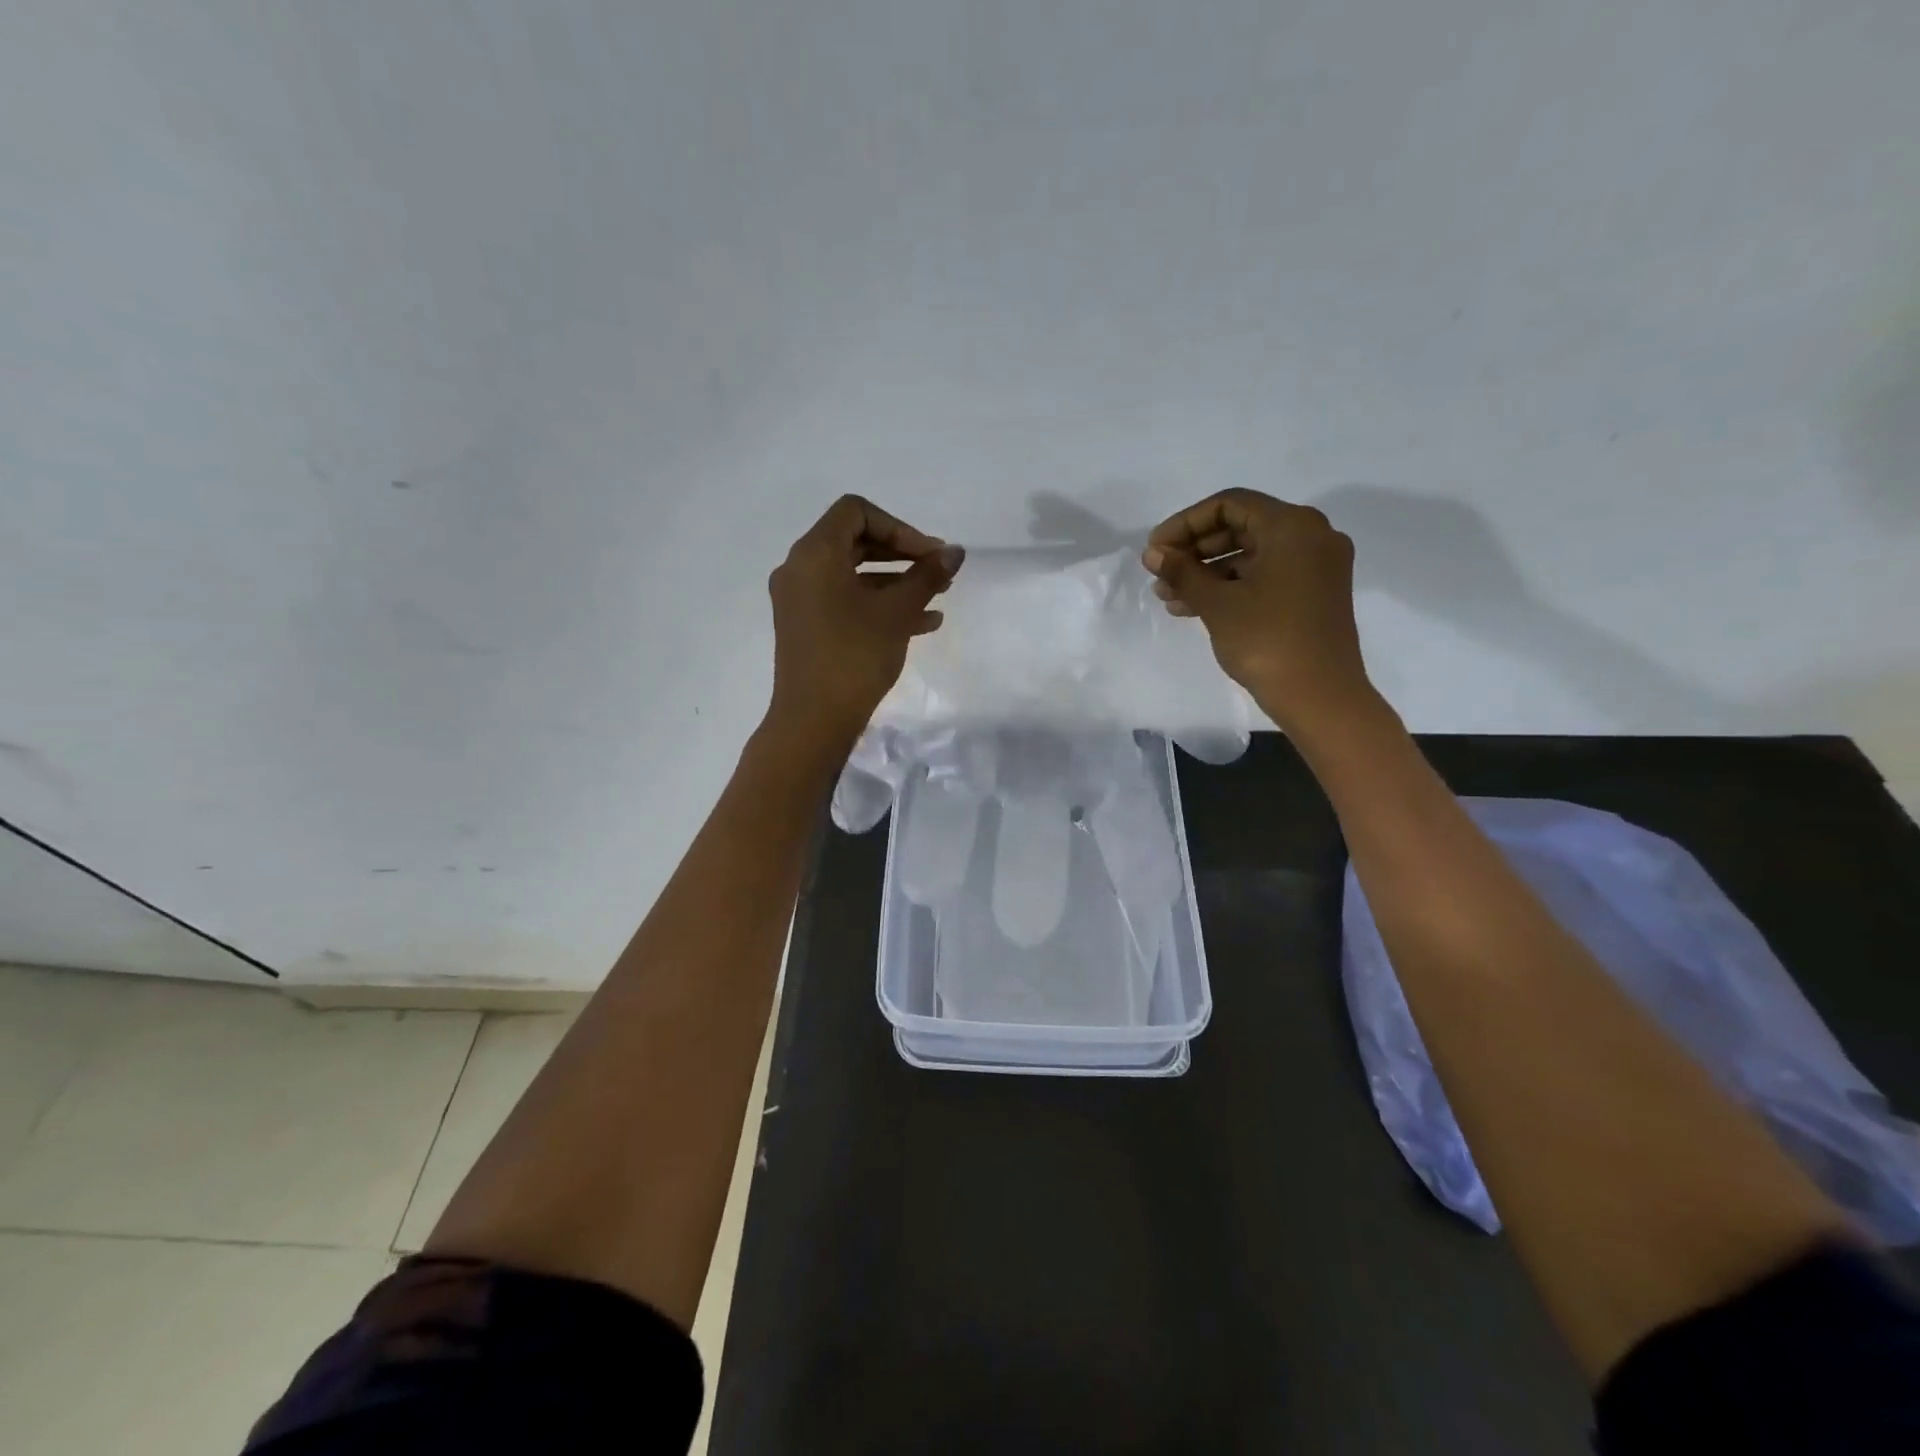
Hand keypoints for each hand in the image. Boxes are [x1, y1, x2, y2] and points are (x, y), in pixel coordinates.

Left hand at [766, 495, 963, 752]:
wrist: (814, 720)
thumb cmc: (855, 655)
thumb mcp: (897, 612)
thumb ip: (927, 575)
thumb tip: (956, 551)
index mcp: (814, 553)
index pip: (856, 512)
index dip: (899, 527)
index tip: (929, 555)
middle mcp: (800, 569)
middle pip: (855, 541)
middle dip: (903, 554)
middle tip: (939, 572)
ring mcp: (800, 600)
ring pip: (854, 575)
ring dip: (897, 582)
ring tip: (939, 600)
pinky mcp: (806, 627)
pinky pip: (845, 601)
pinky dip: (879, 604)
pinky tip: (922, 624)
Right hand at [1142, 489, 1374, 734]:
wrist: (1320, 697)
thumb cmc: (1267, 640)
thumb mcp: (1217, 603)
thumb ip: (1182, 571)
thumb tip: (1154, 553)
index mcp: (1292, 526)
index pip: (1228, 505)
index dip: (1185, 524)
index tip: (1155, 550)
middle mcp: (1311, 536)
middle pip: (1240, 527)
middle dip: (1194, 550)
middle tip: (1159, 574)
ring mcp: (1315, 567)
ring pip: (1250, 555)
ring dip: (1206, 572)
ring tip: (1168, 597)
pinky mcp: (1312, 594)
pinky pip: (1264, 576)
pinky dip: (1230, 587)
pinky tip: (1192, 608)